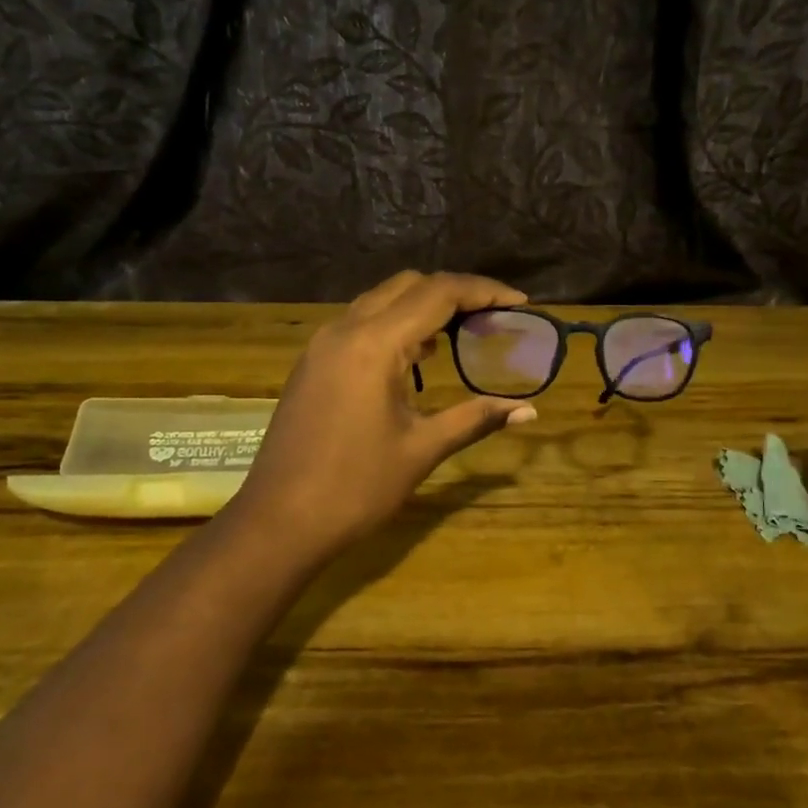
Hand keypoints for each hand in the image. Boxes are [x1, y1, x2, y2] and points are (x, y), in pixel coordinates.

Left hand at [229, 271, 539, 559]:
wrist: (279, 521)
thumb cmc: (355, 487)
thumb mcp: (422, 449)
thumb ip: (476, 419)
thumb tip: (528, 410)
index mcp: (374, 344)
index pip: (439, 293)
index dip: (485, 291)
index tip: (521, 304)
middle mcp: (345, 330)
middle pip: (409, 286)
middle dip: (455, 292)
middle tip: (493, 316)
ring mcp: (323, 345)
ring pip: (381, 301)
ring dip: (423, 306)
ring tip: (463, 332)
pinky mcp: (313, 363)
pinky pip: (361, 324)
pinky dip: (396, 325)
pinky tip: (418, 357)